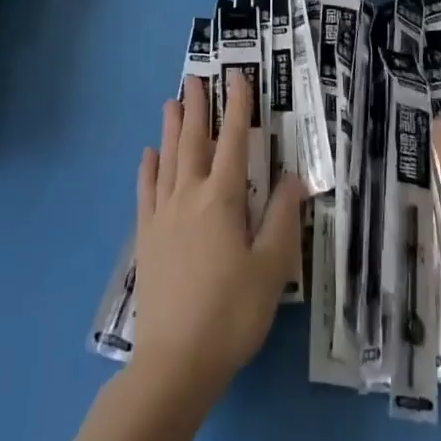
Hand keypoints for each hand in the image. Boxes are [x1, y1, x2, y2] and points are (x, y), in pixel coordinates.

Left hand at [131, 72, 301, 408]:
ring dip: (170, 128)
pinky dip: (148, 168)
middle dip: (196, 107)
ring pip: (167, 159)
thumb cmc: (231, 313)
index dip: (237, 107)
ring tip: (171, 101)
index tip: (238, 78)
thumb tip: (295, 176)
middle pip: (192, 141)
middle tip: (194, 78)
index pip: (233, 141)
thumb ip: (282, 218)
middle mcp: (189, 196)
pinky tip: (148, 156)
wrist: (175, 362)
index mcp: (222, 199)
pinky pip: (146, 191)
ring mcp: (162, 215)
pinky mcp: (146, 237)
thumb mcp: (271, 268)